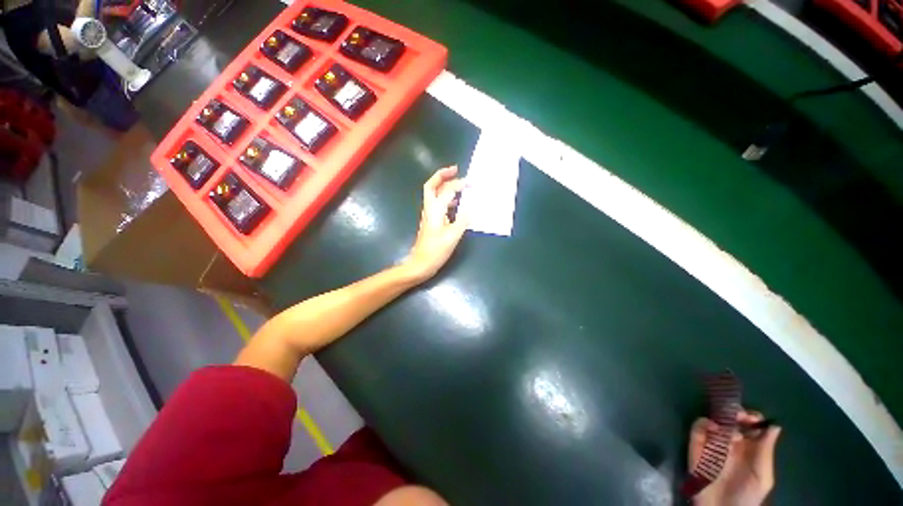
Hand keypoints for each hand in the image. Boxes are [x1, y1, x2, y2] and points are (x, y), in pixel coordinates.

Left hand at [402, 166, 467, 282]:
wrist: (420, 264)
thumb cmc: (436, 251)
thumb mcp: (452, 236)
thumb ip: (463, 221)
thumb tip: (471, 209)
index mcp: (435, 210)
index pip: (447, 190)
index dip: (459, 183)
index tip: (472, 182)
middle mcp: (430, 209)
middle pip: (431, 186)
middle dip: (442, 175)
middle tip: (456, 169)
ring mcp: (429, 215)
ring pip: (434, 194)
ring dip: (445, 186)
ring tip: (459, 184)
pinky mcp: (431, 222)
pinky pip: (439, 204)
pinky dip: (447, 199)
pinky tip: (457, 204)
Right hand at [689, 410, 781, 505]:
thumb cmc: (747, 496)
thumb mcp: (762, 477)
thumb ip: (766, 452)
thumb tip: (774, 425)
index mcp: (750, 449)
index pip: (752, 426)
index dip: (752, 418)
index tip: (753, 418)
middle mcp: (732, 443)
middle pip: (732, 419)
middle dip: (735, 413)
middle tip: (738, 416)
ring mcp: (713, 443)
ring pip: (714, 420)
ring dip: (720, 418)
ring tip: (727, 428)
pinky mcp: (696, 445)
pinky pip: (697, 428)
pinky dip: (703, 423)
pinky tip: (711, 427)